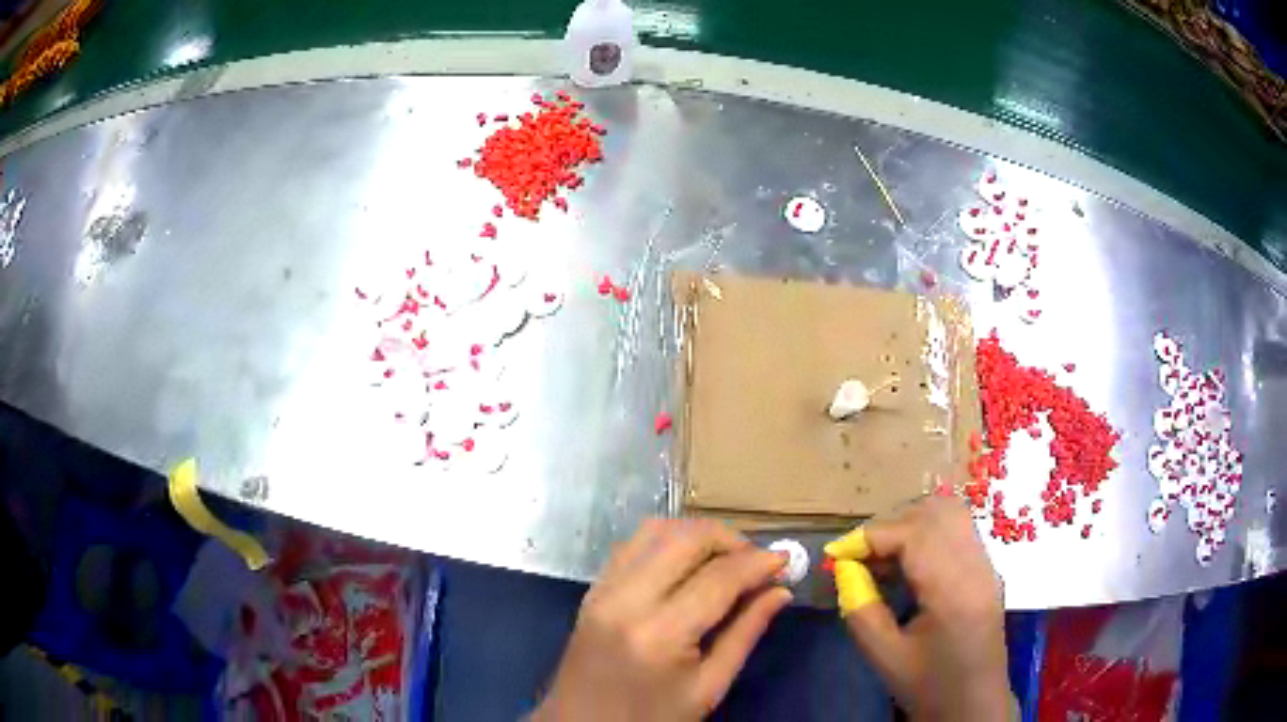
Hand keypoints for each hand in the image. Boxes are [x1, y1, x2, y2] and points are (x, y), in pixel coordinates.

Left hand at [532, 519, 791, 720]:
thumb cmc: (651, 717)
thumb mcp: (708, 688)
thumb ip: (745, 634)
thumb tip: (781, 591)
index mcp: (660, 634)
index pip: (718, 578)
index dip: (758, 563)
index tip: (786, 561)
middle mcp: (626, 600)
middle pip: (685, 539)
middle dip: (729, 539)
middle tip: (756, 562)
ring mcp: (602, 590)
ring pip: (655, 530)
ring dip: (697, 535)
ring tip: (726, 560)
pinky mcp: (592, 589)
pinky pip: (632, 545)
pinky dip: (667, 541)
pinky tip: (687, 565)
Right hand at [825, 497, 1010, 720]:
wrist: (974, 705)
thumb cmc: (930, 686)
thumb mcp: (886, 656)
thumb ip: (861, 610)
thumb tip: (843, 570)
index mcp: (954, 590)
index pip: (913, 534)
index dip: (870, 536)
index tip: (836, 554)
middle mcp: (977, 566)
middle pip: (935, 512)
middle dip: (890, 524)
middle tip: (859, 554)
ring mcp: (986, 565)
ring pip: (950, 515)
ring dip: (911, 525)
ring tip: (881, 557)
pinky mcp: (986, 571)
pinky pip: (957, 532)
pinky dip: (927, 535)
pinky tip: (906, 566)